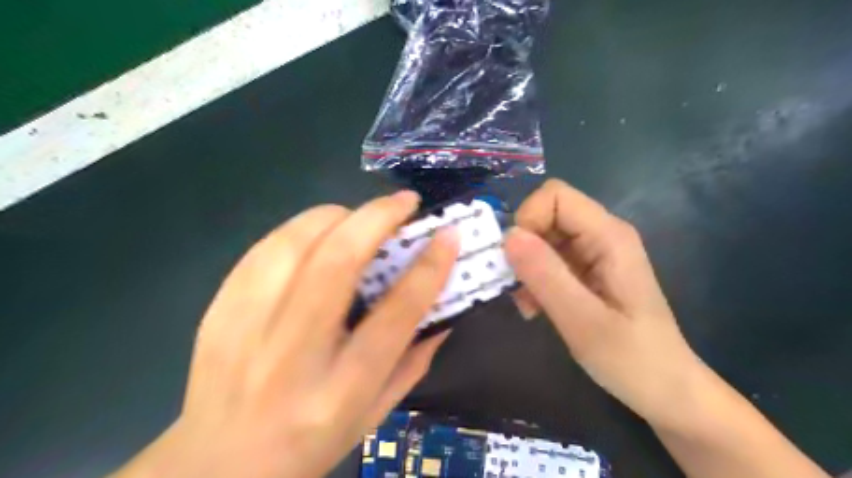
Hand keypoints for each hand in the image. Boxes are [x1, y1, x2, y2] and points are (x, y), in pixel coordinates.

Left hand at [116, 191, 459, 477]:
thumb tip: (443, 307)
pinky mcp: (219, 310)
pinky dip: (299, 230)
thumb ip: (414, 360)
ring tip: (359, 217)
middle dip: (378, 218)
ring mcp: (248, 327)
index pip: (396, 313)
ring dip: (337, 217)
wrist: (218, 463)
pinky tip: (317, 234)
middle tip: (404, 202)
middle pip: (338, 262)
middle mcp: (295, 353)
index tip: (448, 234)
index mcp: (343, 387)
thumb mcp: (376, 413)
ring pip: (296, 243)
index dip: (429, 266)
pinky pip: (264, 249)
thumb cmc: (311, 442)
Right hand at [504, 180, 704, 429]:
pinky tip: (536, 308)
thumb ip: (546, 275)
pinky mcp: (586, 270)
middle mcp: (601, 235)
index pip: (555, 195)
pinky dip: (534, 279)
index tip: (517, 260)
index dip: (528, 219)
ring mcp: (594, 253)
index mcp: (608, 236)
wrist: (666, 390)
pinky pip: (548, 260)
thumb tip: (508, 236)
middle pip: (546, 215)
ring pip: (542, 238)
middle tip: (518, 287)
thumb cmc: (632, 359)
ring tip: (527, 304)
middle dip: (523, 247)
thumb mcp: (583, 321)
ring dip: (526, 267)